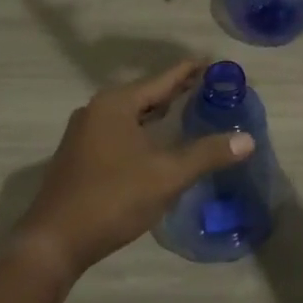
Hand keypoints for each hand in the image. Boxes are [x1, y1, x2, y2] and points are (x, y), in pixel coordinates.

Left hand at [16, 60, 253, 278]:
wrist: (55, 241)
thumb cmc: (113, 199)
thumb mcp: (166, 175)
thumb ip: (207, 154)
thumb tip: (248, 139)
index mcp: (116, 104)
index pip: (162, 80)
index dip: (189, 71)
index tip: (212, 62)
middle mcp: (96, 110)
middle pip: (145, 94)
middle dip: (175, 91)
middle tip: (207, 86)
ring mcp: (84, 133)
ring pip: (130, 114)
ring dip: (156, 112)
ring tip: (185, 109)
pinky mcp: (79, 156)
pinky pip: (118, 131)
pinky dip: (141, 129)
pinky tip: (154, 142)